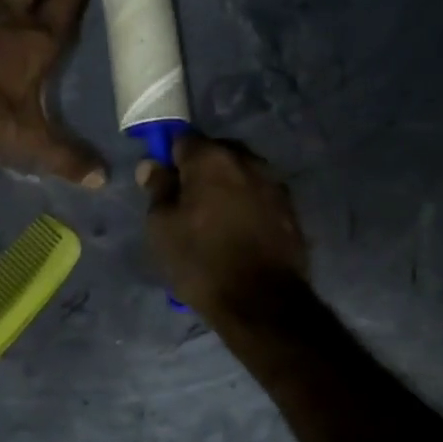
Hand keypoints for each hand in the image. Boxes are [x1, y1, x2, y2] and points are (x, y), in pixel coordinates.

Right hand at [137, 134, 308, 314]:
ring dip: (226, 187)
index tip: (163, 182)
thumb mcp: (162, 227)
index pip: (182, 140)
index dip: (170, 158)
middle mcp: (247, 160)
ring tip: (214, 220)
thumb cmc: (201, 261)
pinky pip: (259, 196)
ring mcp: (274, 183)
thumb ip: (158, 189)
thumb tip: (152, 164)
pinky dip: (246, 205)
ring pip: (240, 174)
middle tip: (187, 203)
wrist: (261, 301)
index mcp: (211, 158)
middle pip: (215, 153)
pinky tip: (239, 231)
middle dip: (200, 171)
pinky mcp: (290, 209)